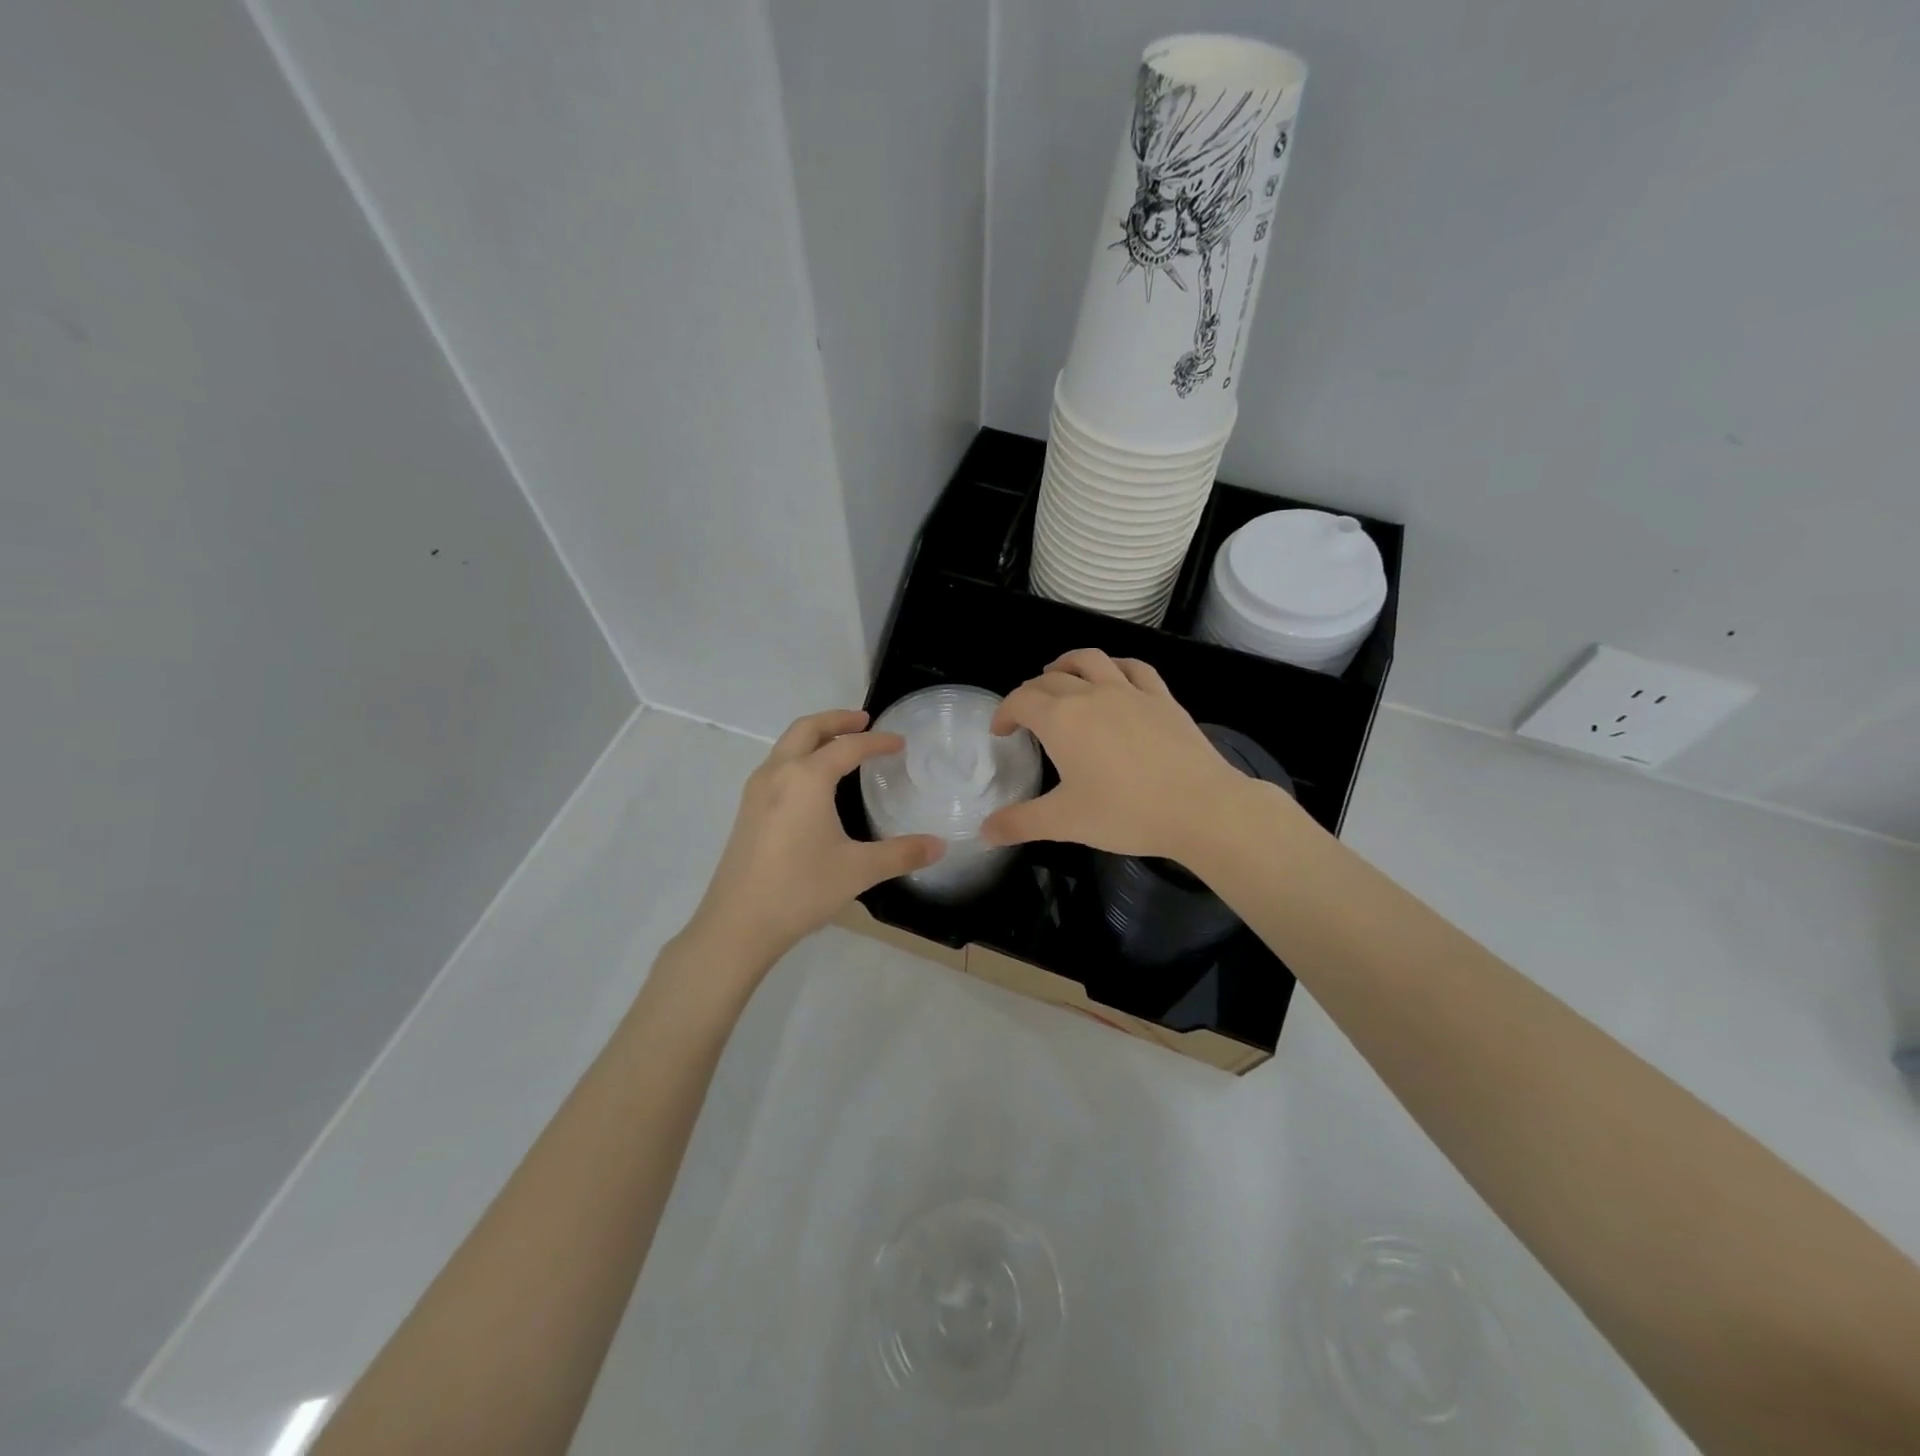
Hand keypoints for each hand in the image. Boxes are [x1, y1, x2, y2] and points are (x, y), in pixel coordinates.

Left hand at [684, 709, 942, 973]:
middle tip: (864, 721)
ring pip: (786, 745)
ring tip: (840, 746)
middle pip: (807, 729)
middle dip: (837, 720)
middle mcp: (778, 773)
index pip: (847, 747)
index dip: (877, 742)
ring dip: (814, 736)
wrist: (737, 924)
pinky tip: (813, 784)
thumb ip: (901, 854)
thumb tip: (939, 846)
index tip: (900, 742)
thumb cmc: (801, 889)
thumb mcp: (858, 870)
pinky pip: (776, 766)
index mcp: (806, 779)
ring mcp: (756, 791)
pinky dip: (799, 756)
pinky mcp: (747, 811)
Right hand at [981, 650, 1257, 859]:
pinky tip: (1114, 676)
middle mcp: (1091, 695)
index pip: (1021, 700)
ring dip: (1067, 663)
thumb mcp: (1064, 822)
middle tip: (1026, 714)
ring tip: (1058, 673)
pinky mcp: (1162, 698)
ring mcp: (1130, 692)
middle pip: (1051, 680)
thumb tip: (985, 831)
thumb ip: (1020, 823)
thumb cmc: (1124, 812)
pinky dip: (1115, 666)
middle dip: (1031, 692)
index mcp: (1061, 719)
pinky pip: (1134, 669)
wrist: (1199, 807)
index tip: (1000, 731)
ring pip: (1091, 661)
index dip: (1004, 712)